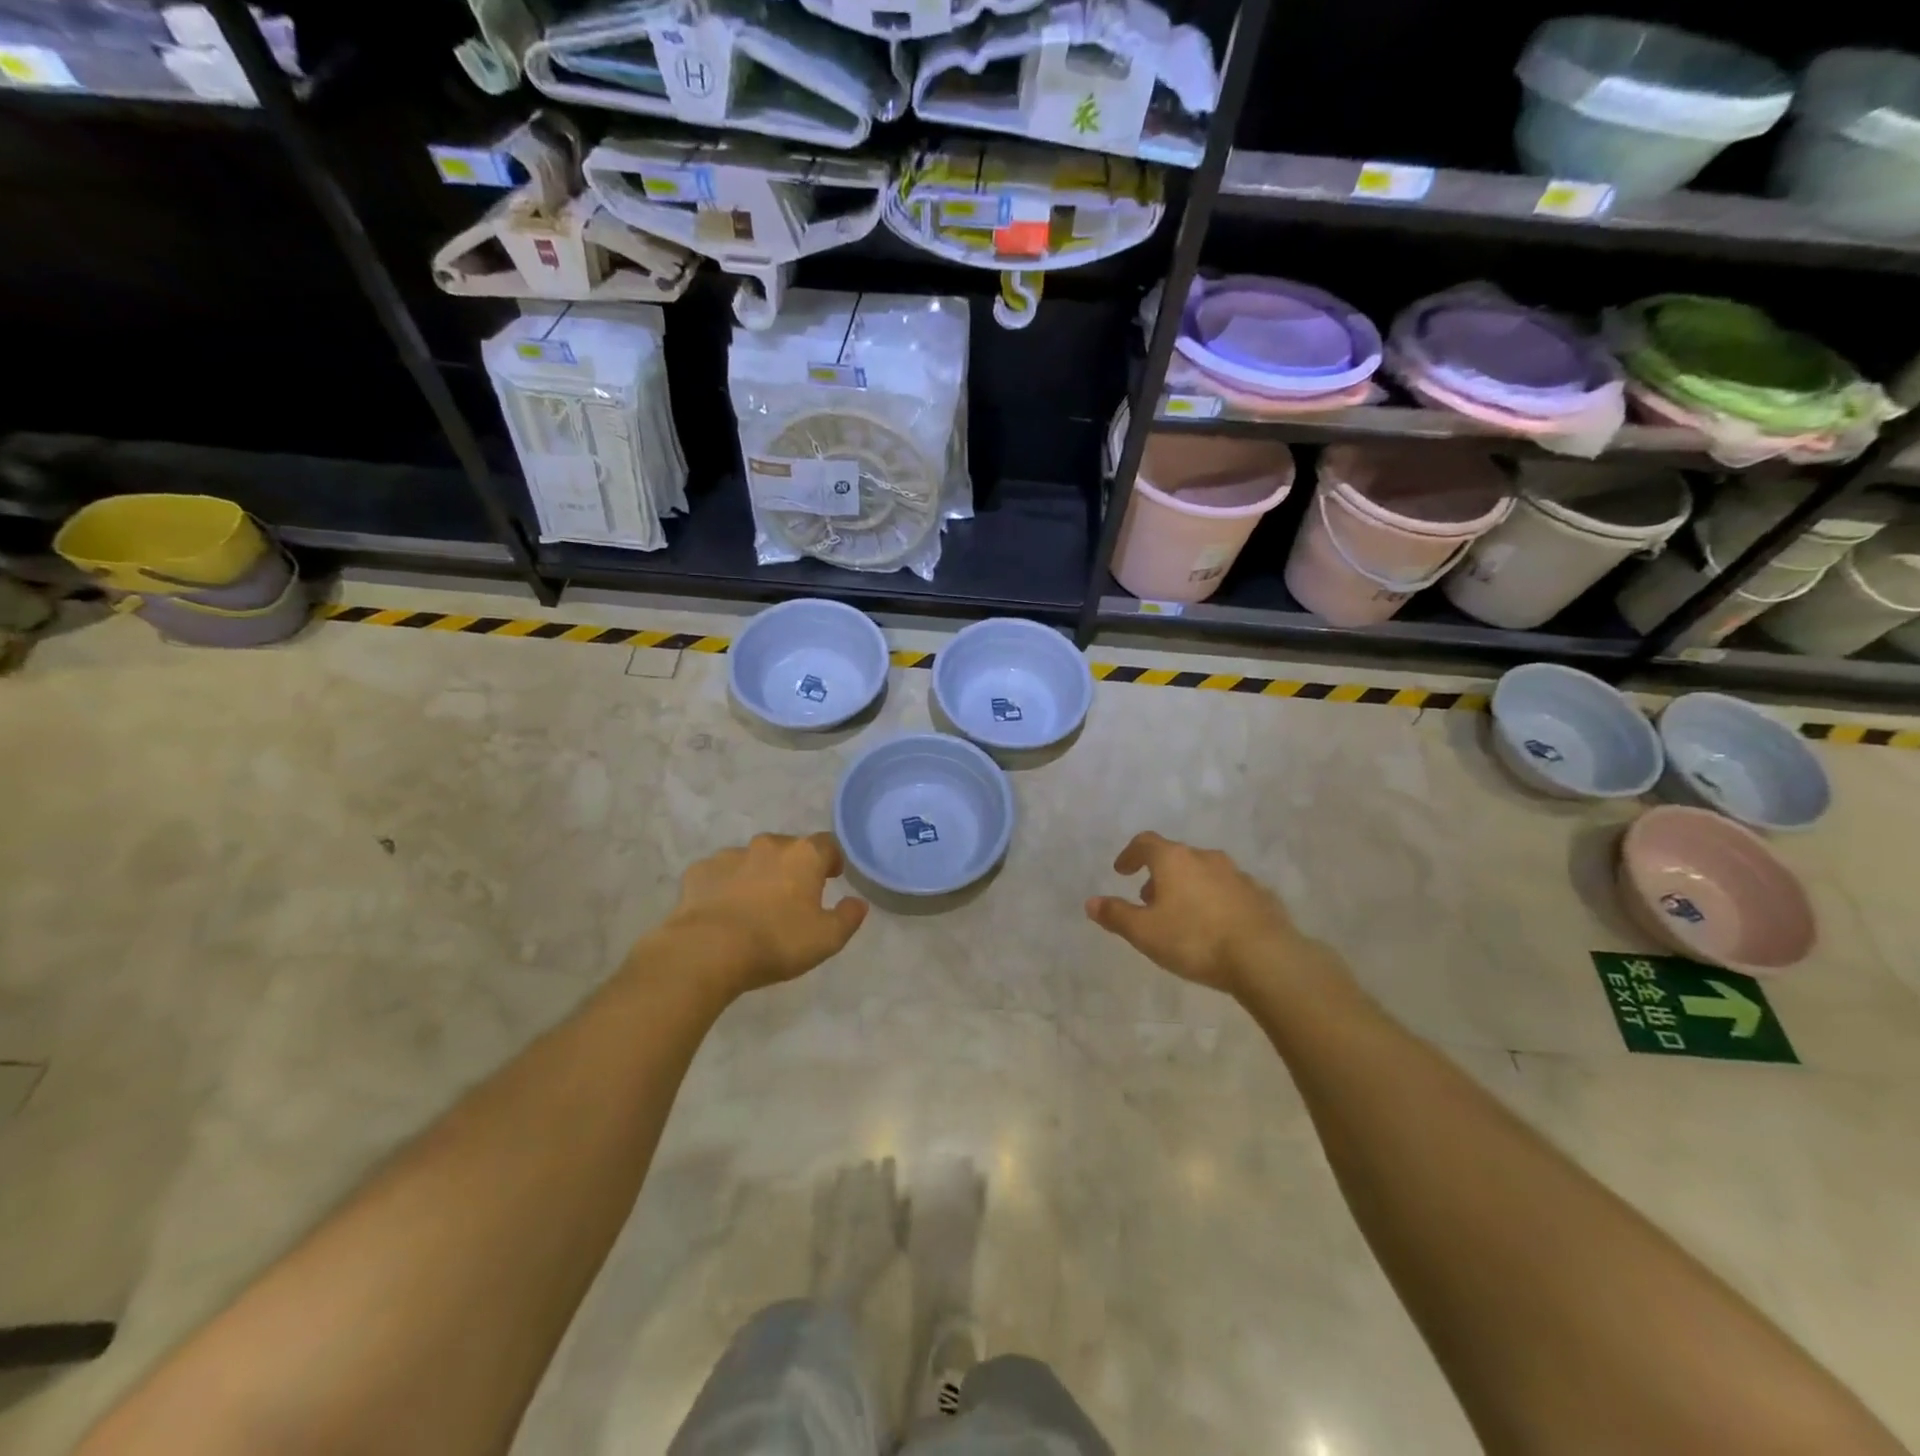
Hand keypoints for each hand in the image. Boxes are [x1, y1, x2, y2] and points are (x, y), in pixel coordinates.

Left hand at [655, 833, 868, 996]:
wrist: (707, 950)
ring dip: (758, 875)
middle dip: (793, 867)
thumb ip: (848, 917)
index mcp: (804, 856)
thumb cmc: (776, 941)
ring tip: (755, 906)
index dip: (832, 859)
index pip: (827, 844)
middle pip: (788, 848)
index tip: (832, 877)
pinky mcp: (699, 871)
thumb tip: (858, 903)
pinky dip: (725, 886)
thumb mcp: (827, 939)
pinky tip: (723, 910)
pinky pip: (719, 874)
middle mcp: (768, 846)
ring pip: (752, 859)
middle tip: (793, 896)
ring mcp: (730, 855)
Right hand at [1086, 831, 1306, 995]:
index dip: (1130, 854)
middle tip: (1148, 898)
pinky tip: (1214, 926)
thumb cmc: (1194, 939)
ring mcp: (1237, 875)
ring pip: (1204, 873)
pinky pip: (1228, 891)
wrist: (1265, 957)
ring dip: (1187, 886)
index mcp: (1174, 859)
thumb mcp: (1144, 932)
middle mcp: (1206, 858)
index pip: (1145, 843)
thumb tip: (1091, 902)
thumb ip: (1116, 915)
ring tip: (1181, 915)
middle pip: (1175, 857)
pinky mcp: (1260, 895)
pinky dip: (1214, 900)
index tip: (1122, 871)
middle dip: (1158, 874)